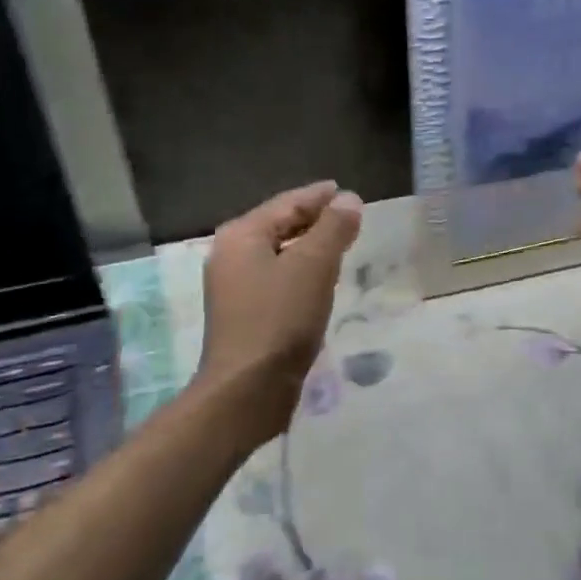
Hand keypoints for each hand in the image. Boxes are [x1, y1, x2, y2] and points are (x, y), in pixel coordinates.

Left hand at [198, 181, 363, 434]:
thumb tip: (349, 199)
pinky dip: (300, 273)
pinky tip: (320, 283)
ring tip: (339, 245)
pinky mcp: (245, 316)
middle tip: (347, 216)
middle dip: (313, 220)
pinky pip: (277, 280)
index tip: (344, 191)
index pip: (286, 203)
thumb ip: (333, 229)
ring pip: (278, 255)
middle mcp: (231, 256)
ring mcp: (235, 288)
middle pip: (279, 226)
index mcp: (242, 236)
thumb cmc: (280, 319)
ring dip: (308, 248)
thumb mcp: (313, 266)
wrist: (248, 388)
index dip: (318, 196)